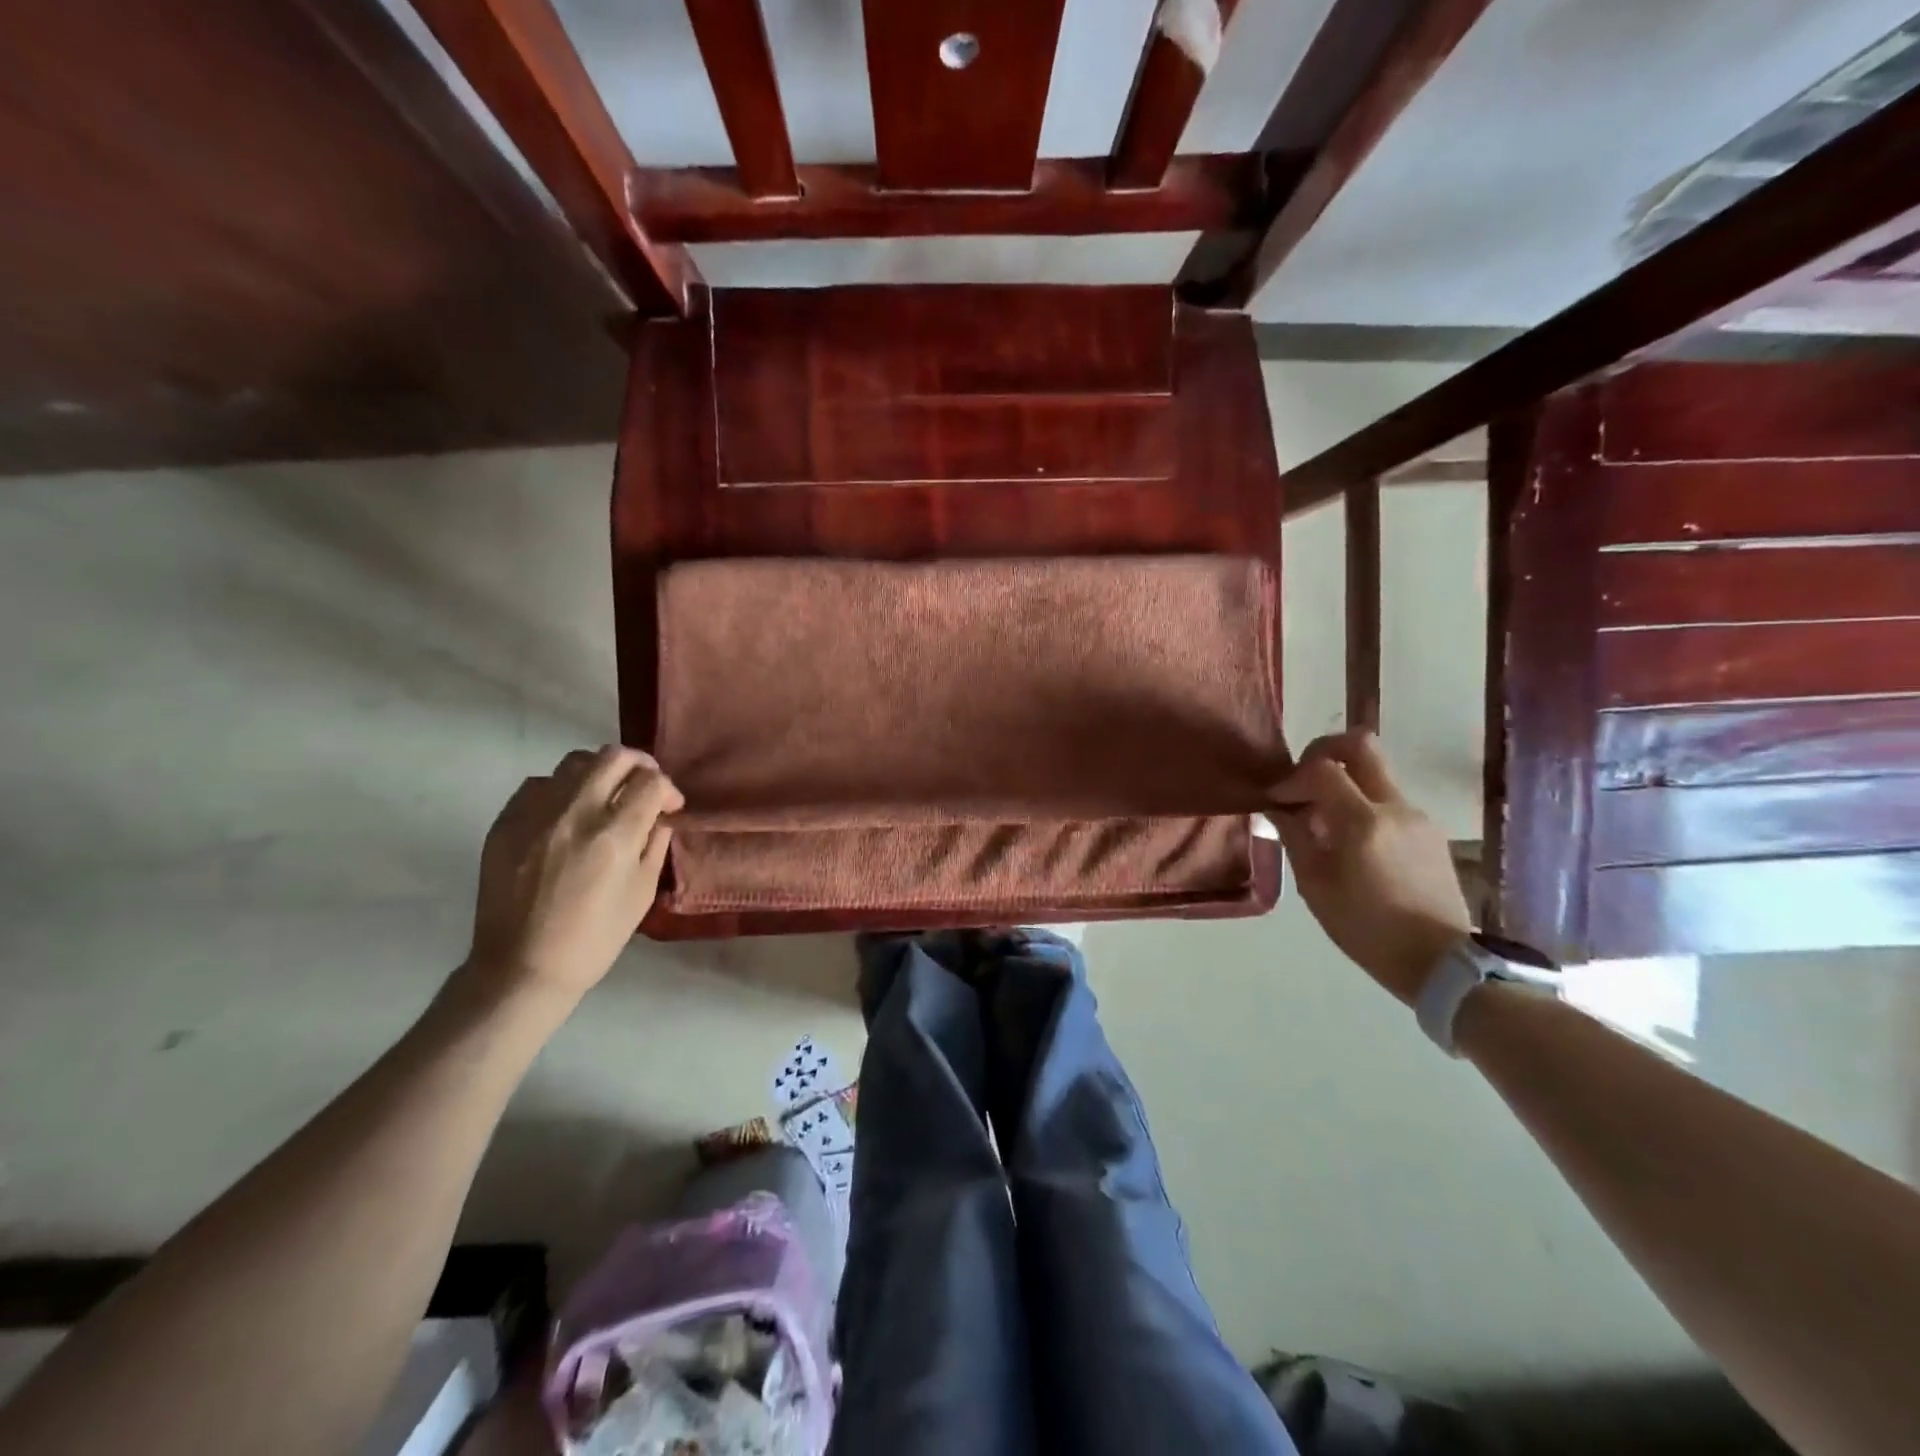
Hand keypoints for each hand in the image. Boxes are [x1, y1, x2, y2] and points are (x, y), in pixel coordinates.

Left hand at [464, 745, 682, 1003]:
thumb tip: (659, 816)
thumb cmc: (594, 938)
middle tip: (644, 786)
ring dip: (600, 771)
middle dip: (639, 765)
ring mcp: (535, 814)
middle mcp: (575, 813)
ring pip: (574, 762)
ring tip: (605, 794)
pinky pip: (538, 784)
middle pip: (613, 757)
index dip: (668, 789)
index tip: (670, 807)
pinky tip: (567, 813)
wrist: (522, 968)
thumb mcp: (641, 893)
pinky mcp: (506, 822)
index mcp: (615, 835)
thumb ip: (654, 845)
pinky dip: (561, 789)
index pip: (651, 782)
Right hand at [1270, 730, 1471, 1003]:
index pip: (1322, 769)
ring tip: (1323, 823)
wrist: (1441, 962)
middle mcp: (1395, 807)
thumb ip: (1294, 837)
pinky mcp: (1430, 832)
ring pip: (1374, 775)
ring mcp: (1418, 817)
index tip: (1276, 800)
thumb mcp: (1315, 886)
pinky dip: (1363, 806)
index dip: (1292, 778)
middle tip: (1303, 779)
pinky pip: (1388, 802)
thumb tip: (1278, 809)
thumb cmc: (1366, 929)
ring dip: (1343, 784)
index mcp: (1363, 822)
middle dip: (1323, 751)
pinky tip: (1352, 843)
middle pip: (1360, 745)